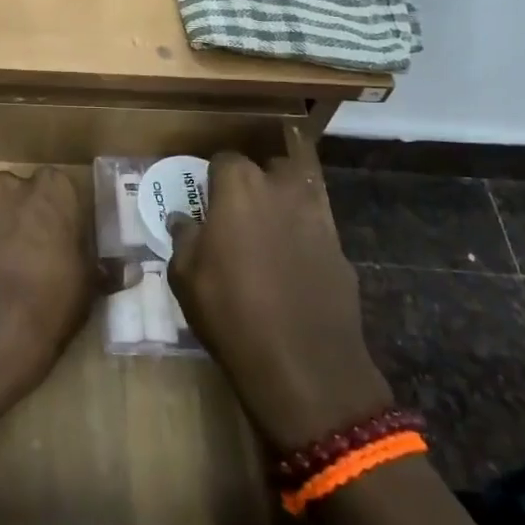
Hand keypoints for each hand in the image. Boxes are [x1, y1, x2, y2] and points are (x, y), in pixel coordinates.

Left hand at [0, 168, 98, 404]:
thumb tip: (130, 271)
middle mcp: (7, 190)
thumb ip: (105, 270)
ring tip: (9, 274)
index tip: (65, 237)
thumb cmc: (51, 300)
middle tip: (39, 253)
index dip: (61, 211)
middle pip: (20, 195)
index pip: (58, 186)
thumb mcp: (89, 286)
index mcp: (48, 190)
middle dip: (26, 216)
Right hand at [168, 148, 393, 452]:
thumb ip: (184, 238)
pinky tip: (295, 259)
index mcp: (239, 187)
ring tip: (271, 225)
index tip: (207, 197)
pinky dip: (307, 231)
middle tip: (242, 208)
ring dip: (287, 198)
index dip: (214, 176)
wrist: (303, 364)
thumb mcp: (185, 277)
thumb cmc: (230, 313)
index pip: (225, 159)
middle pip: (271, 165)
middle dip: (258, 178)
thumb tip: (182, 219)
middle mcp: (281, 190)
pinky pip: (320, 224)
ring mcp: (318, 217)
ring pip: (303, 188)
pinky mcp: (341, 248)